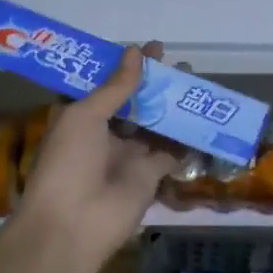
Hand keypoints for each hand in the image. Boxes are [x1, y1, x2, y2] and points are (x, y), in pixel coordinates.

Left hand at [16, 42, 179, 271]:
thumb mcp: (84, 116)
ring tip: (196, 83)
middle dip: (157, 84)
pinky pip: (172, 152)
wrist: (73, 223)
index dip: (128, 67)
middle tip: (182, 65)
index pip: (108, 85)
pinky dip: (188, 138)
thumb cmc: (68, 162)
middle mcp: (105, 134)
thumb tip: (135, 52)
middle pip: (136, 103)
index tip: (152, 49)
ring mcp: (128, 156)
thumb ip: (114, 87)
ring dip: (174, 106)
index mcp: (81, 117)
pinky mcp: (150, 176)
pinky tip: (204, 117)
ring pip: (156, 124)